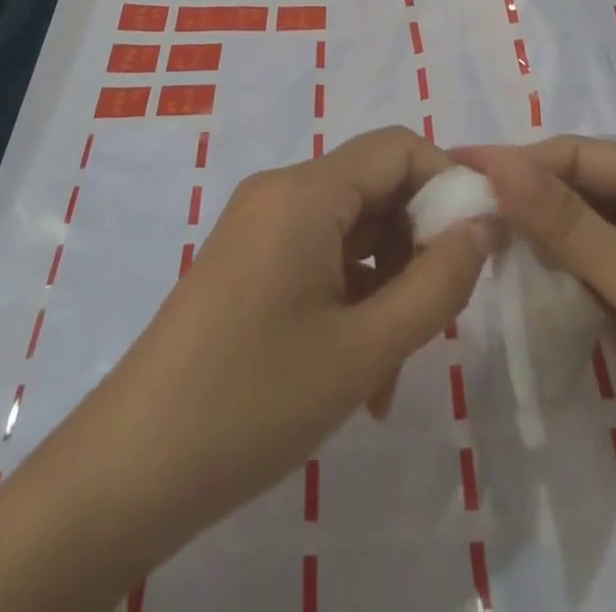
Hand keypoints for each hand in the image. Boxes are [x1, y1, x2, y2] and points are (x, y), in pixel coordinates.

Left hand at [0, 126, 493, 611]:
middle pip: (375, 186)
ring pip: (351, 226)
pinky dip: (350, 292)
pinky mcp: (247, 257)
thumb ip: (438, 282)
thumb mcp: (365, 349)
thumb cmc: (254, 402)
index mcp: (305, 192)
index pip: (398, 148)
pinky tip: (356, 366)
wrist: (130, 468)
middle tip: (438, 316)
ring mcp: (259, 223)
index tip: (479, 245)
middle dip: (417, 243)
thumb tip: (485, 224)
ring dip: (386, 280)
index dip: (448, 183)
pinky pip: (318, 252)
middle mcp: (280, 190)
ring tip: (392, 365)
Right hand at [459, 137, 615, 611]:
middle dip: (519, 201)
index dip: (517, 161)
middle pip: (574, 193)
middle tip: (447, 213)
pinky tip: (508, 288)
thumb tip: (496, 160)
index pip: (578, 156)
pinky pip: (583, 285)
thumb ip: (569, 224)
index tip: (451, 170)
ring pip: (575, 240)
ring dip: (529, 243)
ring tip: (465, 246)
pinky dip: (548, 284)